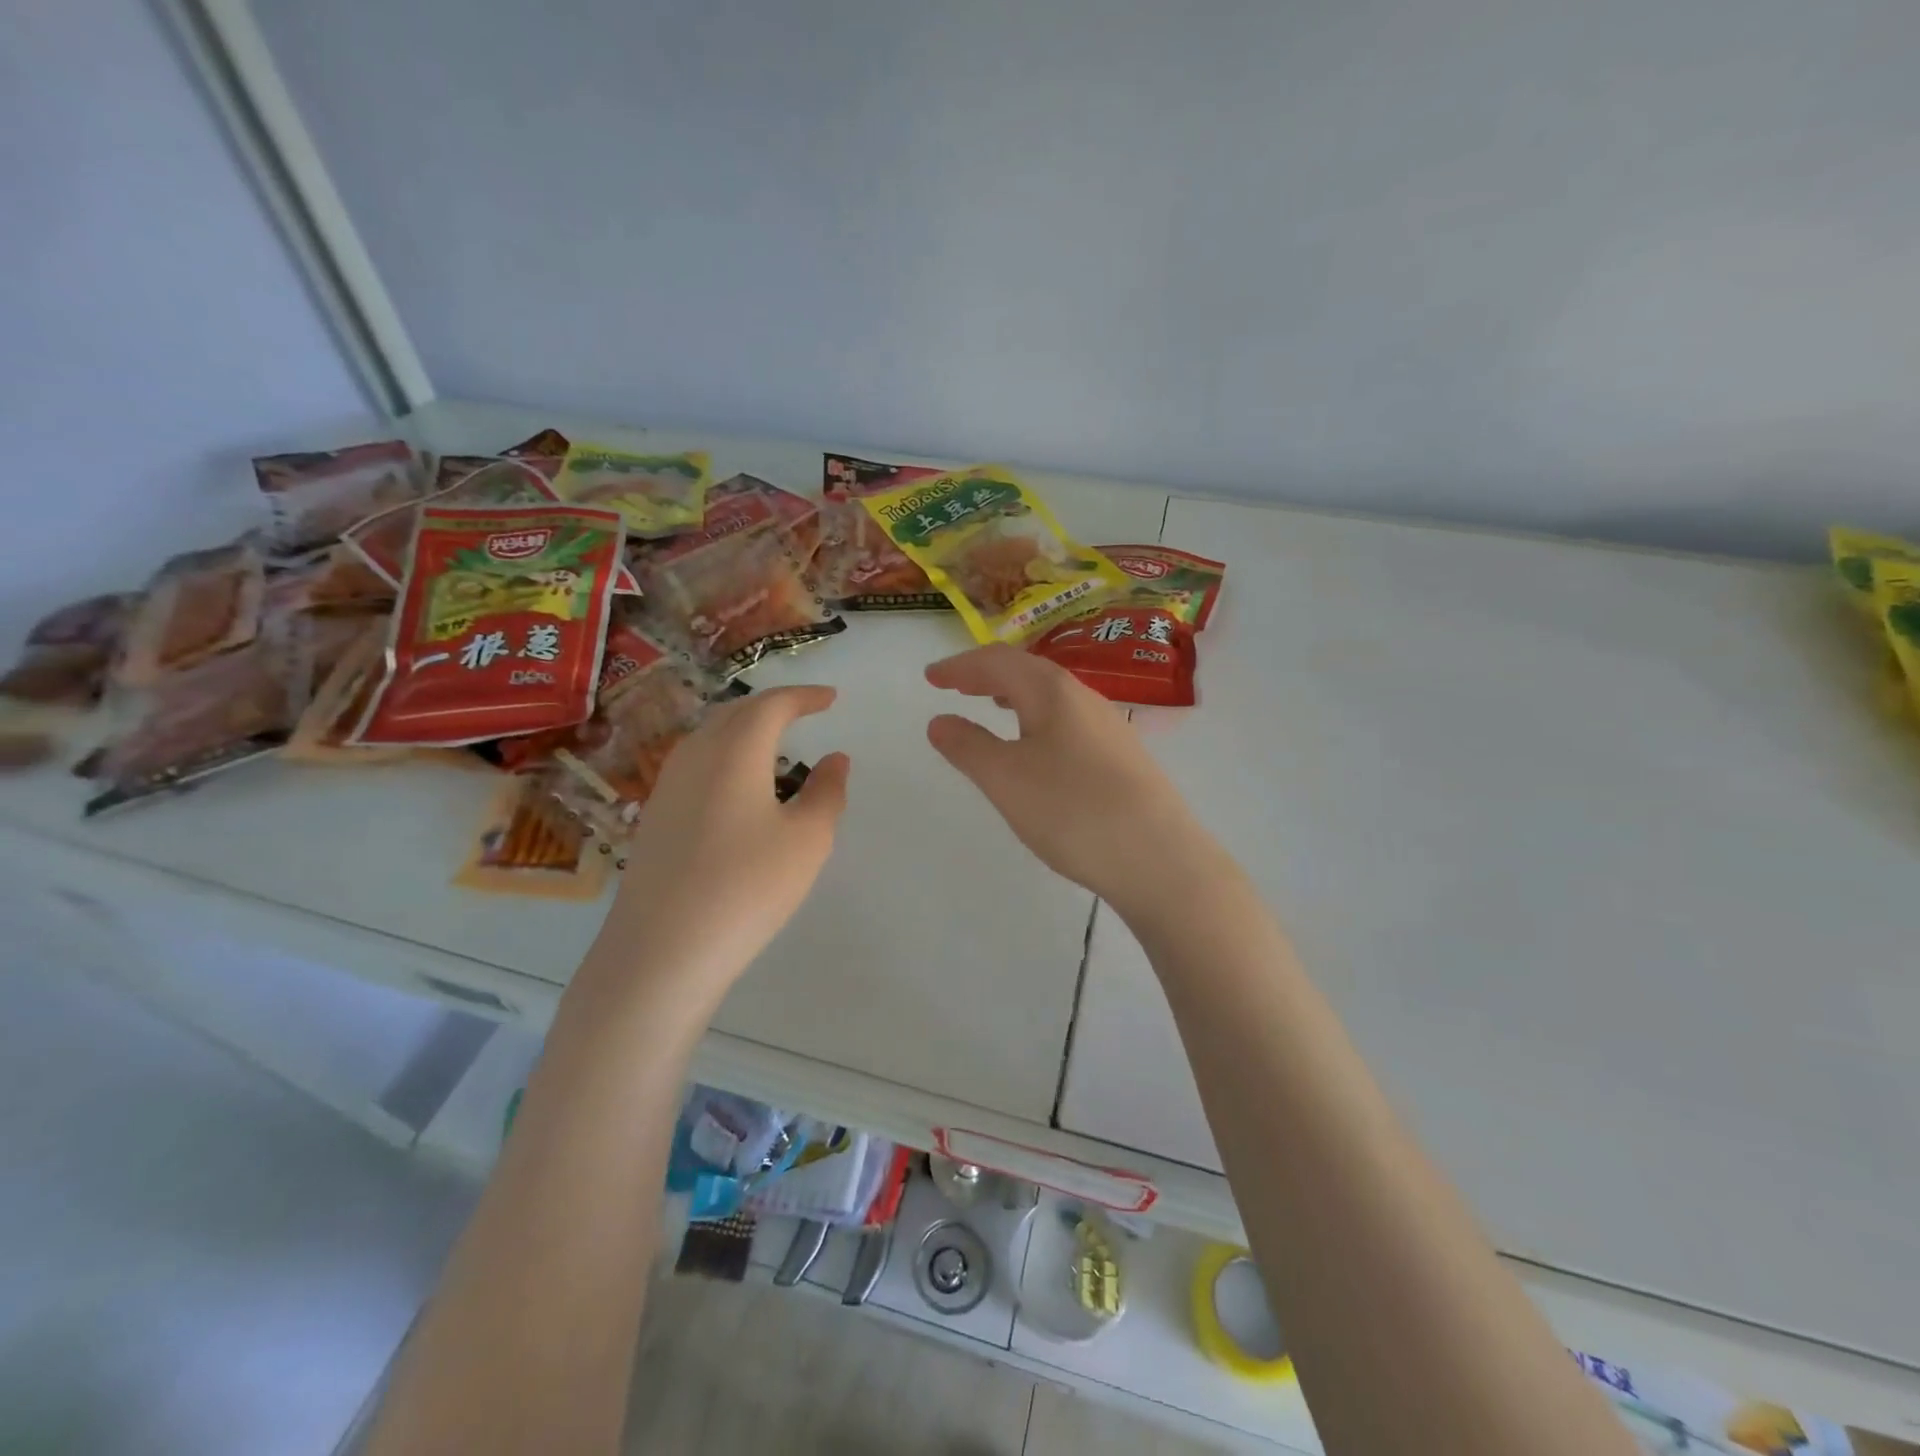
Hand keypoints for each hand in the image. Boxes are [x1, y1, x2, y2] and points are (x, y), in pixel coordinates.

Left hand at [590, 685, 849, 1007]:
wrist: (661, 951)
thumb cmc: (747, 887)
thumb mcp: (807, 840)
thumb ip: (827, 791)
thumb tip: (834, 758)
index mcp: (734, 750)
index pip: (771, 704)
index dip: (804, 696)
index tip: (831, 699)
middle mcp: (694, 756)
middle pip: (735, 713)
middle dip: (773, 707)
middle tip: (804, 713)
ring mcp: (667, 786)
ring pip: (710, 738)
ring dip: (745, 732)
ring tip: (776, 749)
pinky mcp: (654, 817)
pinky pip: (696, 767)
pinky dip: (726, 760)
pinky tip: (739, 792)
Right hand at [925, 645, 1201, 910]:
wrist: (1160, 859)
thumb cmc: (1072, 811)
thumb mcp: (1006, 779)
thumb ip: (968, 746)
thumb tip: (940, 721)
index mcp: (1053, 691)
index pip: (998, 662)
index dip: (960, 667)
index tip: (930, 677)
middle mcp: (1084, 697)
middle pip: (1028, 671)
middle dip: (987, 675)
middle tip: (955, 686)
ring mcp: (1109, 727)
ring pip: (1052, 697)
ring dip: (1015, 695)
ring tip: (992, 706)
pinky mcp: (1122, 757)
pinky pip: (1068, 721)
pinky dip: (1038, 720)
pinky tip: (1037, 748)